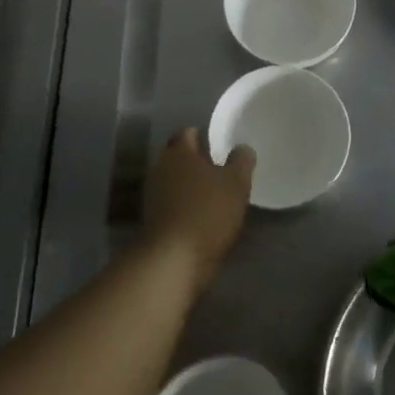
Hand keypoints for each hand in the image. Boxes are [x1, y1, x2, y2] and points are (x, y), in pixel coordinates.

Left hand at [141, 128, 252, 291]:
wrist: (173, 260)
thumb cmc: (207, 212)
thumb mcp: (236, 183)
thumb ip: (241, 161)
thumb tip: (242, 148)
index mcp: (178, 153)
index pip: (187, 133)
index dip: (202, 135)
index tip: (219, 144)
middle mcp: (160, 169)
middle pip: (178, 158)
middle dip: (196, 162)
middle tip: (220, 169)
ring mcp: (152, 197)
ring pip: (174, 183)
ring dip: (190, 187)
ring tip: (214, 195)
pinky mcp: (153, 223)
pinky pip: (172, 206)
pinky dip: (185, 208)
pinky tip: (202, 218)